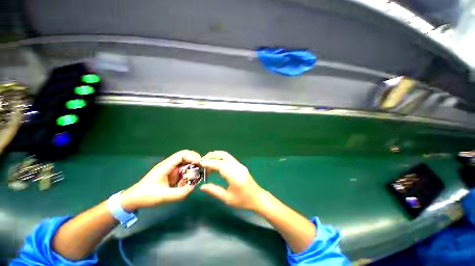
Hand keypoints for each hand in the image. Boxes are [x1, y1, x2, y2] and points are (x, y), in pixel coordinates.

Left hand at [121, 150, 200, 211]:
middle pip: (186, 156)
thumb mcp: (163, 196)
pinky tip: (187, 182)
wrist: (133, 200)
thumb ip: (179, 192)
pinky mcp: (172, 175)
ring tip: (195, 178)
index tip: (199, 164)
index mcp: (165, 166)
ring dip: (192, 169)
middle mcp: (169, 165)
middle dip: (195, 161)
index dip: (192, 156)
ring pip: (186, 164)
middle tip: (201, 169)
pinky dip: (188, 175)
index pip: (181, 155)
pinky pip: (184, 171)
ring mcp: (171, 170)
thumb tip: (193, 186)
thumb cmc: (145, 196)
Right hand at [200, 151, 265, 210]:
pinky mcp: (240, 165)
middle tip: (202, 162)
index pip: (220, 165)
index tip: (200, 163)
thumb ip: (214, 191)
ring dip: (216, 156)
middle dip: (211, 156)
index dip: (209, 163)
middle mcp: (237, 167)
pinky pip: (229, 158)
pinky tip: (216, 164)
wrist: (258, 198)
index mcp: (234, 176)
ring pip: (226, 155)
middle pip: (223, 156)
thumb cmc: (243, 201)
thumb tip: (202, 186)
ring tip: (207, 162)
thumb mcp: (227, 198)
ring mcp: (240, 165)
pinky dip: (221, 158)